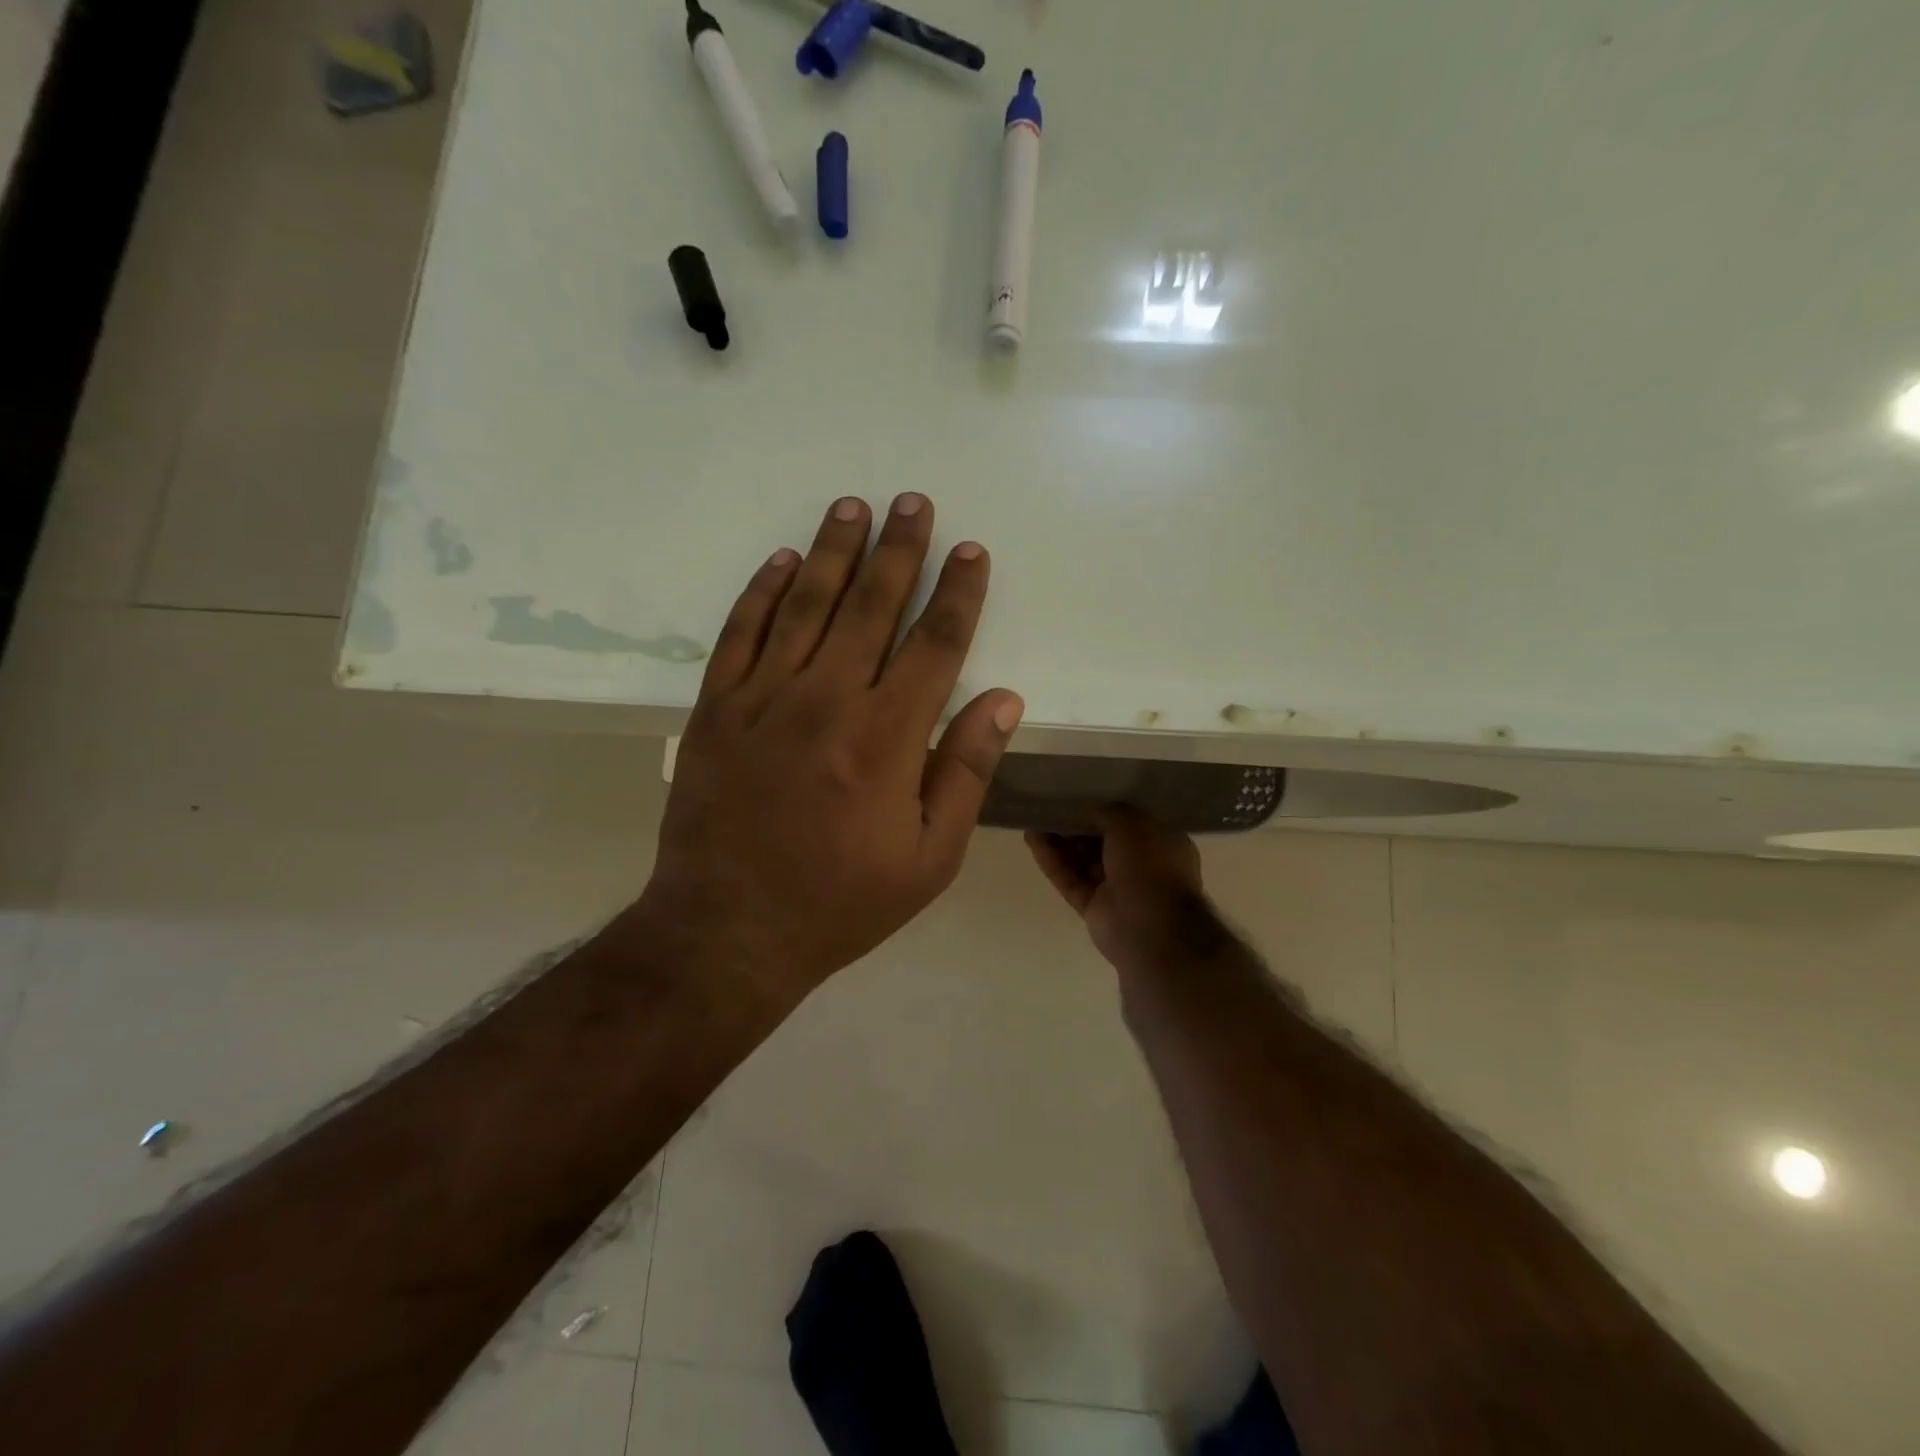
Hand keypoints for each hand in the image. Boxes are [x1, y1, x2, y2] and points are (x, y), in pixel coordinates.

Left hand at [645, 494, 1023, 1001]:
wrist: (729, 931)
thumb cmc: (842, 901)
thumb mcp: (930, 857)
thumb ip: (966, 772)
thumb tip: (1003, 701)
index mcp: (888, 736)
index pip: (935, 644)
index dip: (958, 593)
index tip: (970, 551)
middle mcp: (828, 700)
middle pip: (872, 606)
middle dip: (899, 550)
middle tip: (913, 502)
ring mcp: (765, 698)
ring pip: (806, 604)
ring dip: (834, 551)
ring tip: (853, 506)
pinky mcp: (716, 709)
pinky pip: (740, 633)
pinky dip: (762, 592)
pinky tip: (783, 560)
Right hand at [1026, 807, 1215, 973]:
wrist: (1152, 928)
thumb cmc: (1150, 865)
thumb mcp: (1131, 822)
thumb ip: (1106, 811)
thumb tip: (1086, 810)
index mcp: (1161, 843)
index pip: (1129, 822)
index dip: (1103, 809)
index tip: (1078, 797)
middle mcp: (1141, 865)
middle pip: (1101, 841)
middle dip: (1076, 826)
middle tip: (1051, 809)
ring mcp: (1116, 889)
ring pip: (1082, 861)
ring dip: (1059, 842)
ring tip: (1034, 822)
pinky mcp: (1093, 907)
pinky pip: (1070, 879)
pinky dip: (1052, 861)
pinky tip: (1032, 840)